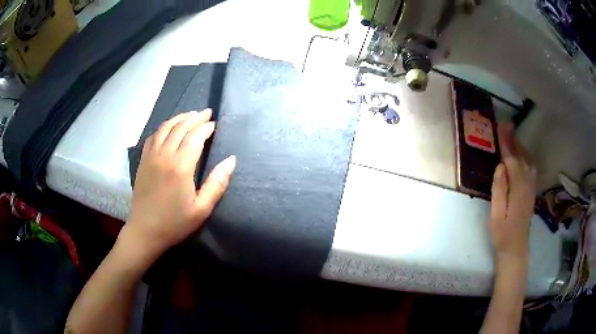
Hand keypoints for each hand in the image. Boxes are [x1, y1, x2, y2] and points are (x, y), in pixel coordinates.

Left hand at [122, 110, 235, 261]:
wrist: (145, 231)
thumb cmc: (175, 223)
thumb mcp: (201, 209)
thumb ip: (217, 183)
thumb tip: (231, 160)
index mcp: (180, 167)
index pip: (195, 137)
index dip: (206, 128)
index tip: (214, 124)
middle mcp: (164, 156)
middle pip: (180, 128)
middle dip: (195, 117)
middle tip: (206, 112)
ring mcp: (151, 157)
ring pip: (165, 128)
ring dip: (179, 118)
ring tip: (190, 114)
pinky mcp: (143, 161)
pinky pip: (153, 136)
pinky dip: (163, 127)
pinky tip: (169, 127)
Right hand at [489, 123, 535, 265]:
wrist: (516, 247)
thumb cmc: (502, 233)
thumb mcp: (497, 214)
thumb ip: (499, 190)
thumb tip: (500, 166)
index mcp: (518, 189)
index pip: (512, 160)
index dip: (506, 143)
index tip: (500, 128)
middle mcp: (527, 184)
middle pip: (521, 156)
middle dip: (513, 140)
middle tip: (505, 125)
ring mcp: (531, 187)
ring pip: (528, 160)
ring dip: (520, 146)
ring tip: (511, 135)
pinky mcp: (531, 190)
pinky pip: (531, 167)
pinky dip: (525, 156)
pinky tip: (521, 154)